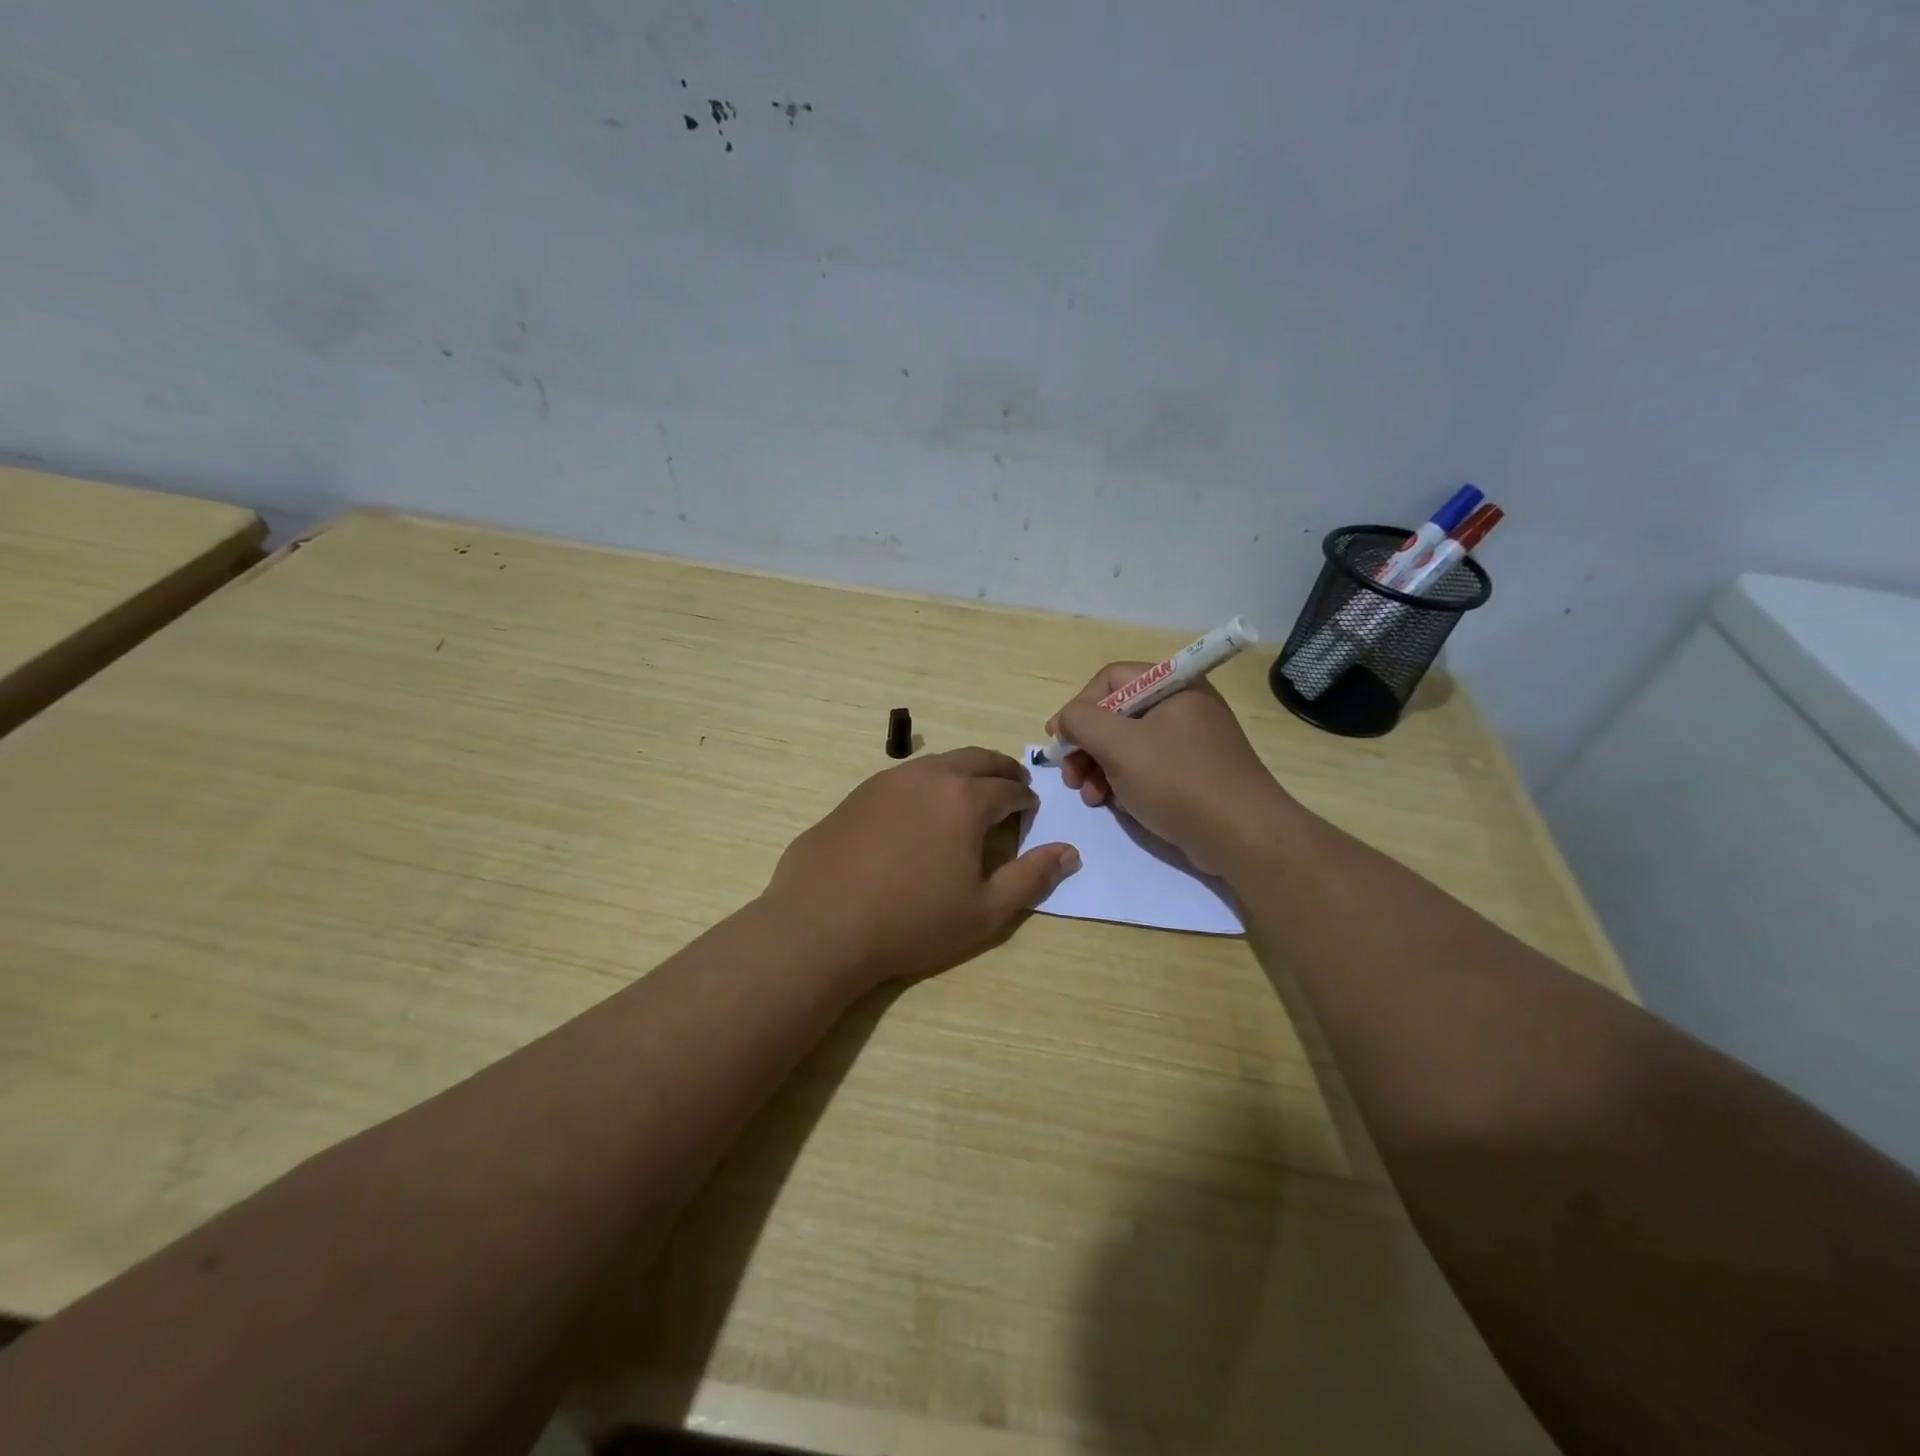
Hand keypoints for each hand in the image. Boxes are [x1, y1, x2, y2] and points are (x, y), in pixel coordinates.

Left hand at [761, 747, 1080, 986]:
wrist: (822, 922)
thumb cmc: (912, 921)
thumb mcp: (985, 911)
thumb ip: (1031, 877)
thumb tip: (1069, 852)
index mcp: (966, 799)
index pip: (1009, 789)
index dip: (1025, 800)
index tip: (1029, 811)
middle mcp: (930, 776)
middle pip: (977, 760)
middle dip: (1001, 772)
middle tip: (1012, 787)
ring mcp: (889, 780)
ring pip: (939, 763)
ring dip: (963, 772)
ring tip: (969, 795)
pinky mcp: (858, 792)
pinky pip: (906, 776)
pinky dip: (927, 783)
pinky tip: (920, 810)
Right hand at [1046, 664, 1296, 874]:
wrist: (1242, 837)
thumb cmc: (1178, 781)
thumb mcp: (1120, 745)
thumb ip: (1082, 721)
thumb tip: (1067, 719)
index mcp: (1173, 686)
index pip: (1111, 679)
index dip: (1078, 706)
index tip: (1058, 741)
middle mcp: (1183, 706)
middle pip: (1117, 713)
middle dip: (1086, 745)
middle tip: (1070, 776)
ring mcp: (1189, 742)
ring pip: (1127, 744)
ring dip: (1098, 767)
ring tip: (1090, 796)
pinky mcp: (1192, 773)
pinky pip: (1146, 767)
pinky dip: (1122, 781)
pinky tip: (1112, 803)